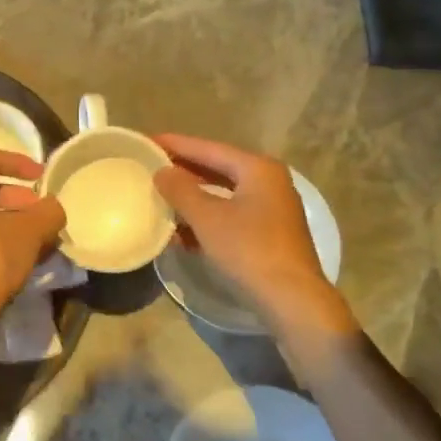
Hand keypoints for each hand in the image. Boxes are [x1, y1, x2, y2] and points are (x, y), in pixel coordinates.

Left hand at [0, 149, 66, 329]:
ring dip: (13, 222)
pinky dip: (1, 239)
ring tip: (40, 239)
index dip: (18, 161)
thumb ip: (48, 212)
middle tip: (42, 213)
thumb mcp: (30, 231)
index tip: (41, 176)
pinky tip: (24, 259)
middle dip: (19, 198)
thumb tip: (54, 208)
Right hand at [153, 133, 356, 336]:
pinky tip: (181, 232)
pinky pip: (230, 216)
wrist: (292, 300)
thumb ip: (181, 190)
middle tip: (151, 166)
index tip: (148, 140)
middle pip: (218, 169)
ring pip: (223, 195)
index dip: (177, 145)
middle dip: (184, 170)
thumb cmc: (248, 250)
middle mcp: (269, 183)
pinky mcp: (269, 235)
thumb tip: (162, 172)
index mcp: (258, 169)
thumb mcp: (207, 218)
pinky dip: (206, 219)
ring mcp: (272, 210)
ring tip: (160, 197)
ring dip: (192, 198)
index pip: (209, 148)